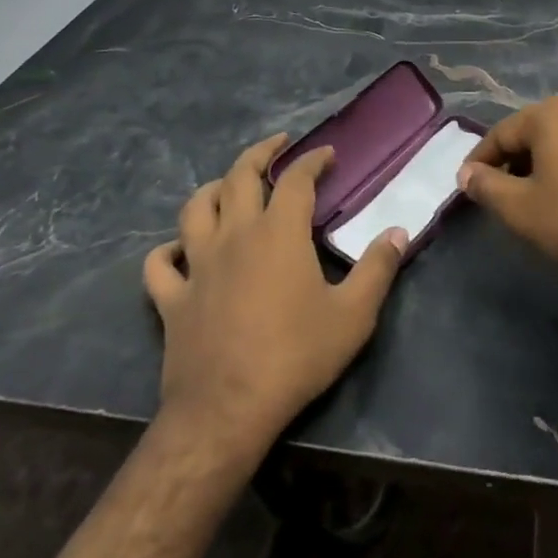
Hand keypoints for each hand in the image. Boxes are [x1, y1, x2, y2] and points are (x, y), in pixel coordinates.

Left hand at [143, 134, 407, 466]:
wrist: (227, 411)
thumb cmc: (295, 357)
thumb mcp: (353, 315)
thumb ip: (378, 268)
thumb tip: (398, 231)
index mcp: (278, 232)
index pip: (296, 179)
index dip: (312, 160)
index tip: (327, 154)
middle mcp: (234, 235)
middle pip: (239, 176)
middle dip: (260, 153)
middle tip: (277, 147)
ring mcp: (198, 265)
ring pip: (195, 208)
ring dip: (212, 189)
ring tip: (227, 186)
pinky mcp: (172, 298)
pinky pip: (159, 264)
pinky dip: (168, 251)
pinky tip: (178, 252)